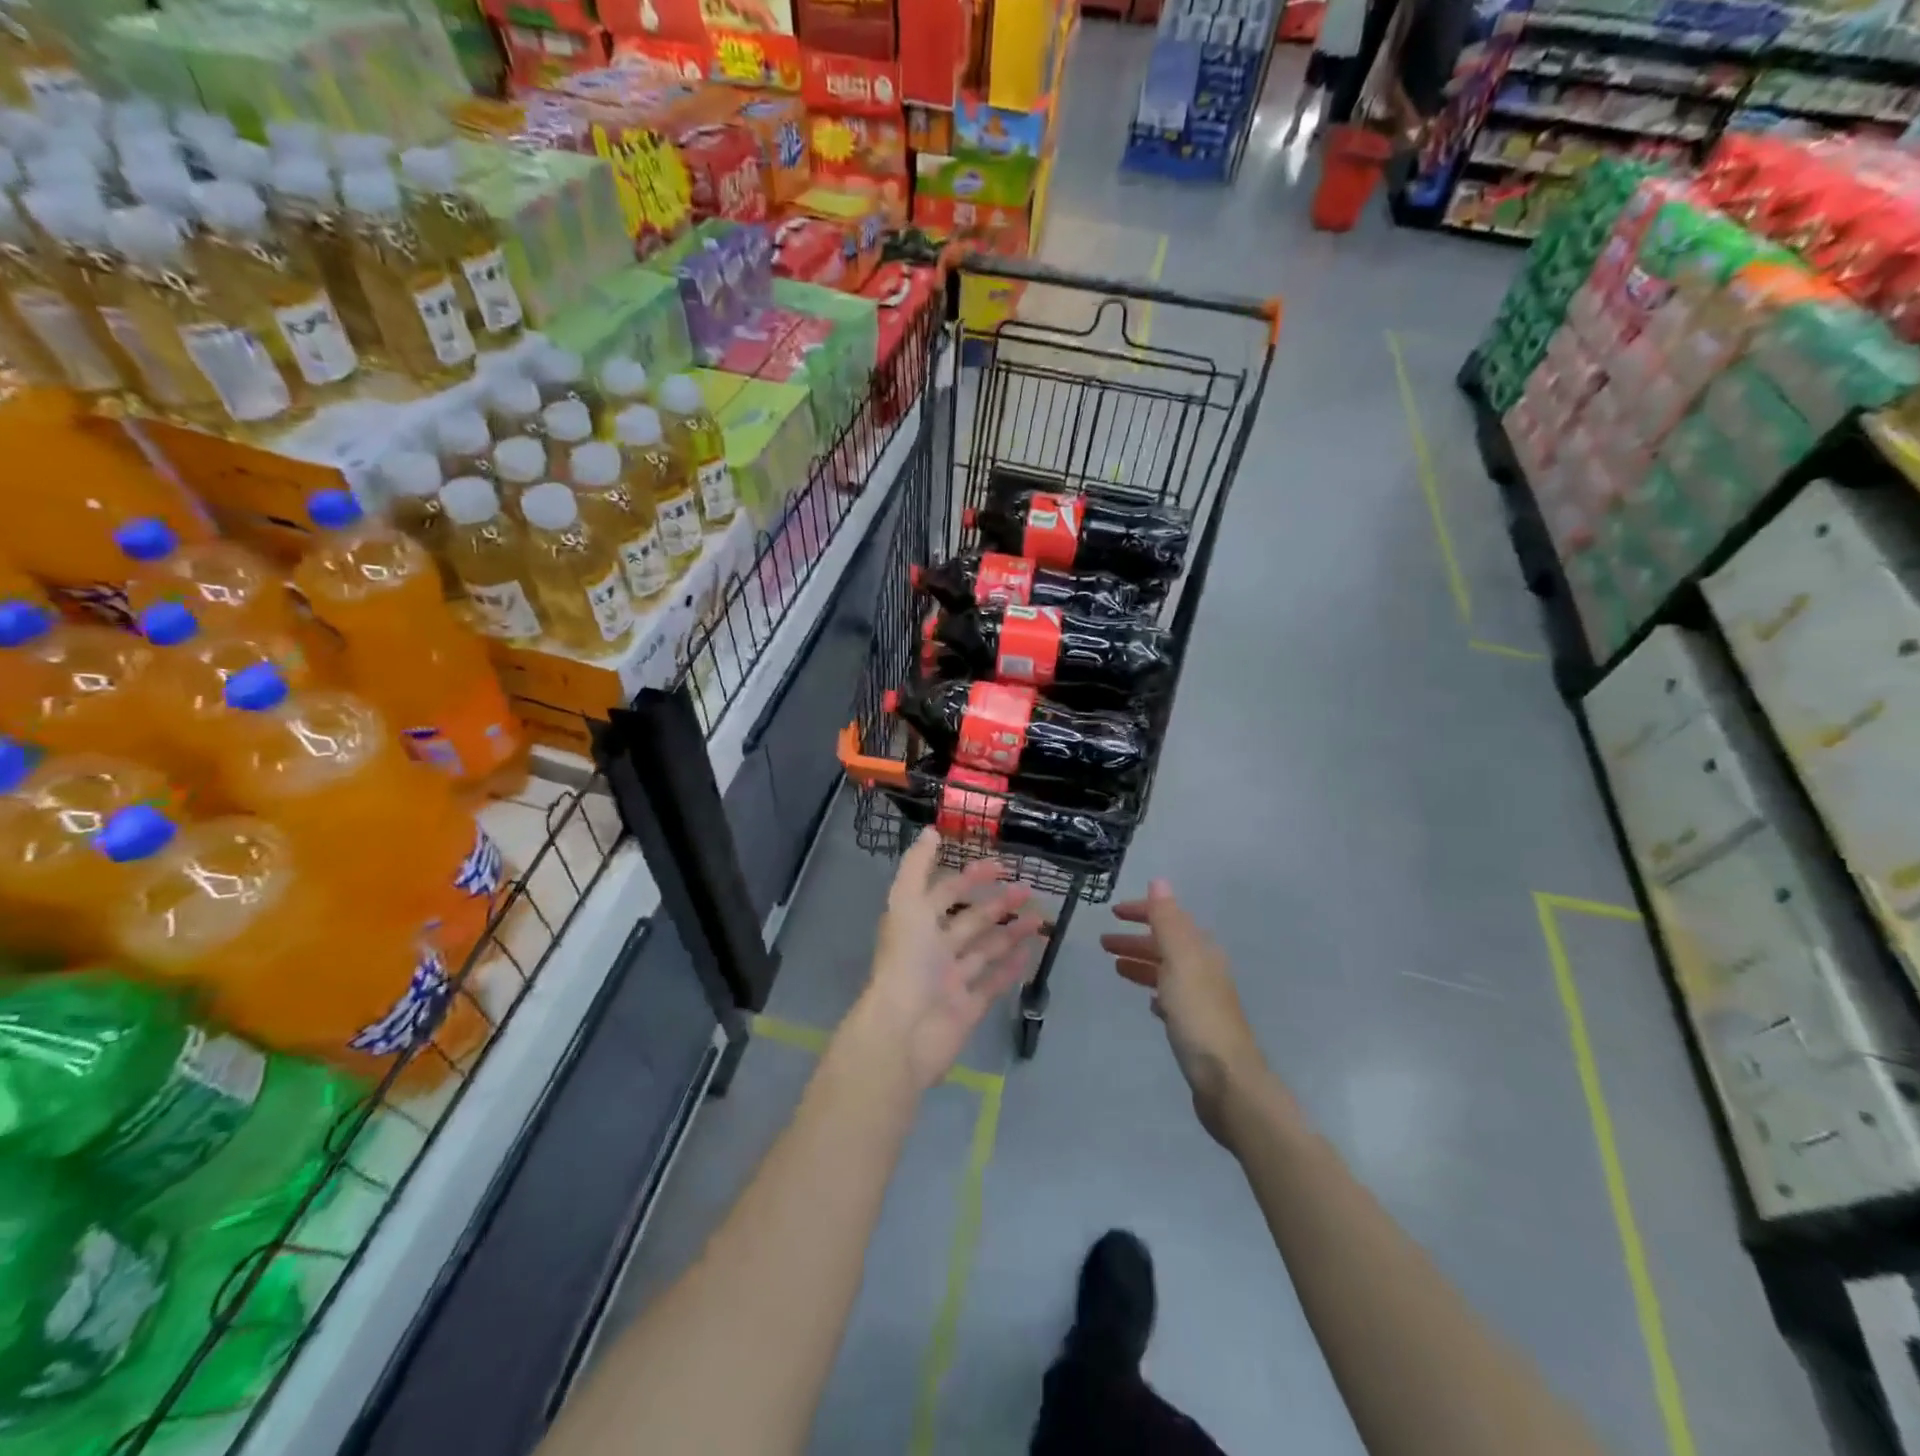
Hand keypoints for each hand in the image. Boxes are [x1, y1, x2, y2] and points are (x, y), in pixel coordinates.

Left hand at [857, 830, 1044, 1091]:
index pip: (946, 892)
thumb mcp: (906, 903)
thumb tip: (930, 830)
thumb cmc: (906, 962)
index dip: (971, 877)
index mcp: (918, 924)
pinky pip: (993, 983)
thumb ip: (917, 866)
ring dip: (1011, 932)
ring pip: (986, 950)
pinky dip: (1011, 968)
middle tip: (1028, 889)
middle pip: (971, 921)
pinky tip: (1031, 952)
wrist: (903, 1033)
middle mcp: (934, 950)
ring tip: (1040, 918)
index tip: (1001, 864)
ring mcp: (952, 981)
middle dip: (998, 904)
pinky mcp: (968, 1008)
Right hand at [1101, 879, 1265, 1144]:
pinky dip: (1156, 992)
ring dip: (1142, 963)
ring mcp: (1202, 1000)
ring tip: (1116, 966)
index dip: (1142, 912)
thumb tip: (1159, 881)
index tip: (1113, 912)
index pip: (1169, 919)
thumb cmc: (1199, 1016)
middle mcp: (1204, 970)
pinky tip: (1148, 1002)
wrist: (1227, 1080)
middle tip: (1103, 942)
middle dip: (1136, 939)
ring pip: (1167, 972)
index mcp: (1201, 951)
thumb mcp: (1179, 960)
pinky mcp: (1197, 1028)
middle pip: (1166, 945)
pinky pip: (1172, 1000)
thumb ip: (1168, 921)